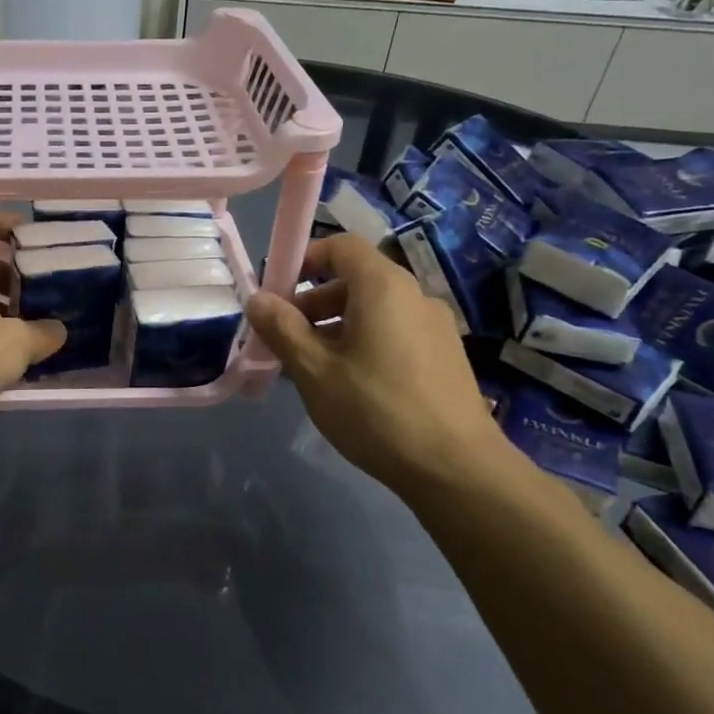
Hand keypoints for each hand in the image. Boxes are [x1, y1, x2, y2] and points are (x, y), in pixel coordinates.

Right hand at [244, 233, 509, 496]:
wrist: (456, 467)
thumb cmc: (375, 411)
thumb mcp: (314, 371)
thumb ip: (282, 329)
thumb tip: (257, 299)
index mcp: (383, 287)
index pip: (342, 246)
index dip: (305, 258)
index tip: (277, 292)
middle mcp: (414, 295)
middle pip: (356, 279)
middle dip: (313, 301)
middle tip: (284, 338)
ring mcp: (435, 326)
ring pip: (374, 310)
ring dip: (335, 326)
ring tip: (311, 367)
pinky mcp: (444, 355)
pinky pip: (394, 332)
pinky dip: (363, 342)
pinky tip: (348, 385)